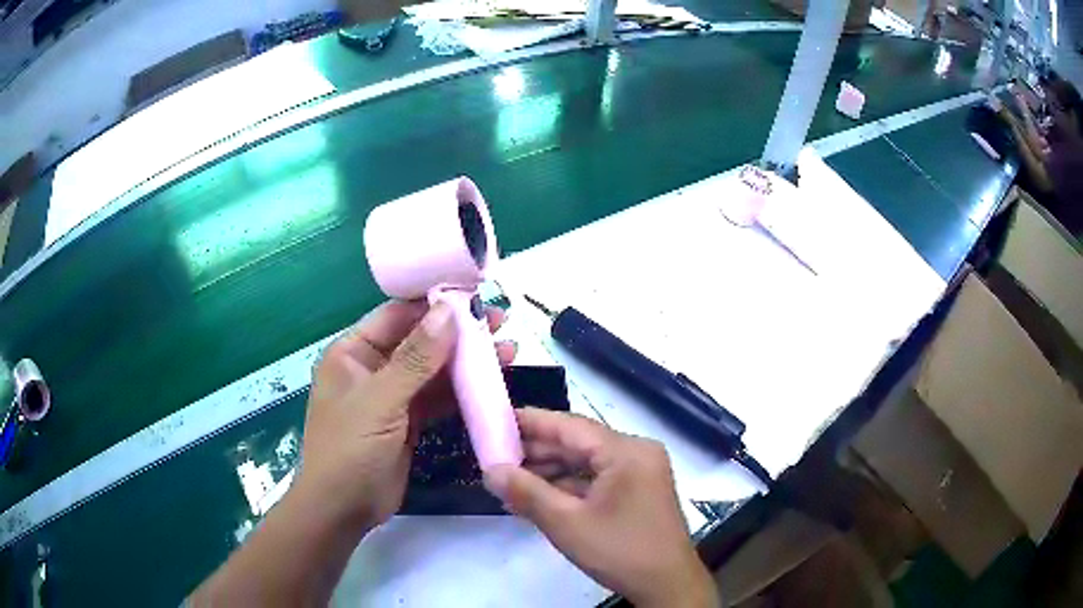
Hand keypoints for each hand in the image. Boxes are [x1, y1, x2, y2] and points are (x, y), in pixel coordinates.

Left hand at [294, 300, 515, 531]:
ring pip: (433, 370)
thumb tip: (448, 311)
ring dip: (466, 362)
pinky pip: (437, 398)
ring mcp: (392, 396)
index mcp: (353, 352)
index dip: (433, 303)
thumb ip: (416, 358)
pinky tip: (490, 383)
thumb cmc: (349, 449)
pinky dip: (462, 391)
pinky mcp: (408, 421)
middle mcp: (372, 368)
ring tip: (507, 349)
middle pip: (419, 341)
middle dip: (458, 332)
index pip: (396, 315)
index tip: (474, 294)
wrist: (343, 509)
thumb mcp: (380, 401)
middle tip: (499, 321)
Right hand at [483, 409, 717, 607]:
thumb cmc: (620, 551)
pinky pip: (598, 480)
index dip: (531, 422)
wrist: (667, 586)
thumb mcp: (566, 523)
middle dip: (537, 453)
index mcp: (626, 451)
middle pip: (579, 444)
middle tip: (495, 457)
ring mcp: (641, 473)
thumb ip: (525, 492)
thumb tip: (490, 470)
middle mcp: (637, 453)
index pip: (570, 426)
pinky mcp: (640, 491)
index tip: (496, 420)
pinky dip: (570, 488)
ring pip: (587, 464)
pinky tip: (539, 498)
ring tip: (510, 481)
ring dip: (551, 473)